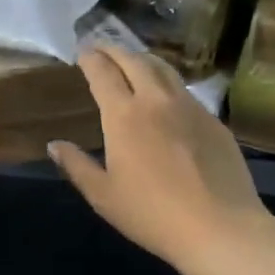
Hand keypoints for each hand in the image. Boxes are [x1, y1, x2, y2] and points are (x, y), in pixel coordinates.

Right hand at [49, 47, 273, 274]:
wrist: (220, 227)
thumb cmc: (152, 214)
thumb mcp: (103, 196)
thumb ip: (77, 165)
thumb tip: (55, 144)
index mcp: (124, 116)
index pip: (103, 73)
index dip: (90, 58)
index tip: (82, 51)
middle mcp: (156, 101)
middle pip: (135, 61)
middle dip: (115, 49)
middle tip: (103, 47)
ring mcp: (190, 107)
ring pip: (165, 69)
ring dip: (144, 59)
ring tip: (133, 59)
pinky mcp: (214, 121)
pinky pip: (185, 90)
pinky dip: (168, 82)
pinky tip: (166, 95)